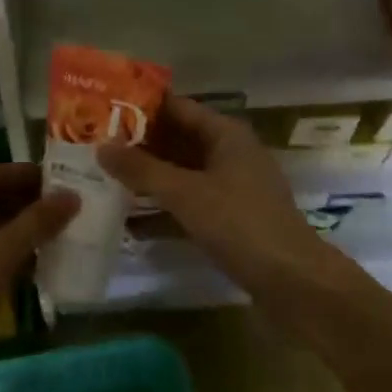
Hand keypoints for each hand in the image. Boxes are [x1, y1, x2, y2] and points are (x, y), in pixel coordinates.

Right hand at [97, 96, 332, 304]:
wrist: (296, 285)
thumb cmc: (241, 225)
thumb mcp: (187, 194)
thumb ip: (143, 170)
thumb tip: (101, 146)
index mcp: (225, 133)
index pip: (176, 107)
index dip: (140, 106)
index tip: (102, 109)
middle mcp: (229, 151)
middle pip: (178, 138)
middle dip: (139, 143)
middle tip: (95, 144)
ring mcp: (232, 186)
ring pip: (182, 171)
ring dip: (149, 175)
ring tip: (104, 176)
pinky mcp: (231, 218)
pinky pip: (190, 200)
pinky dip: (164, 204)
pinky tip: (130, 217)